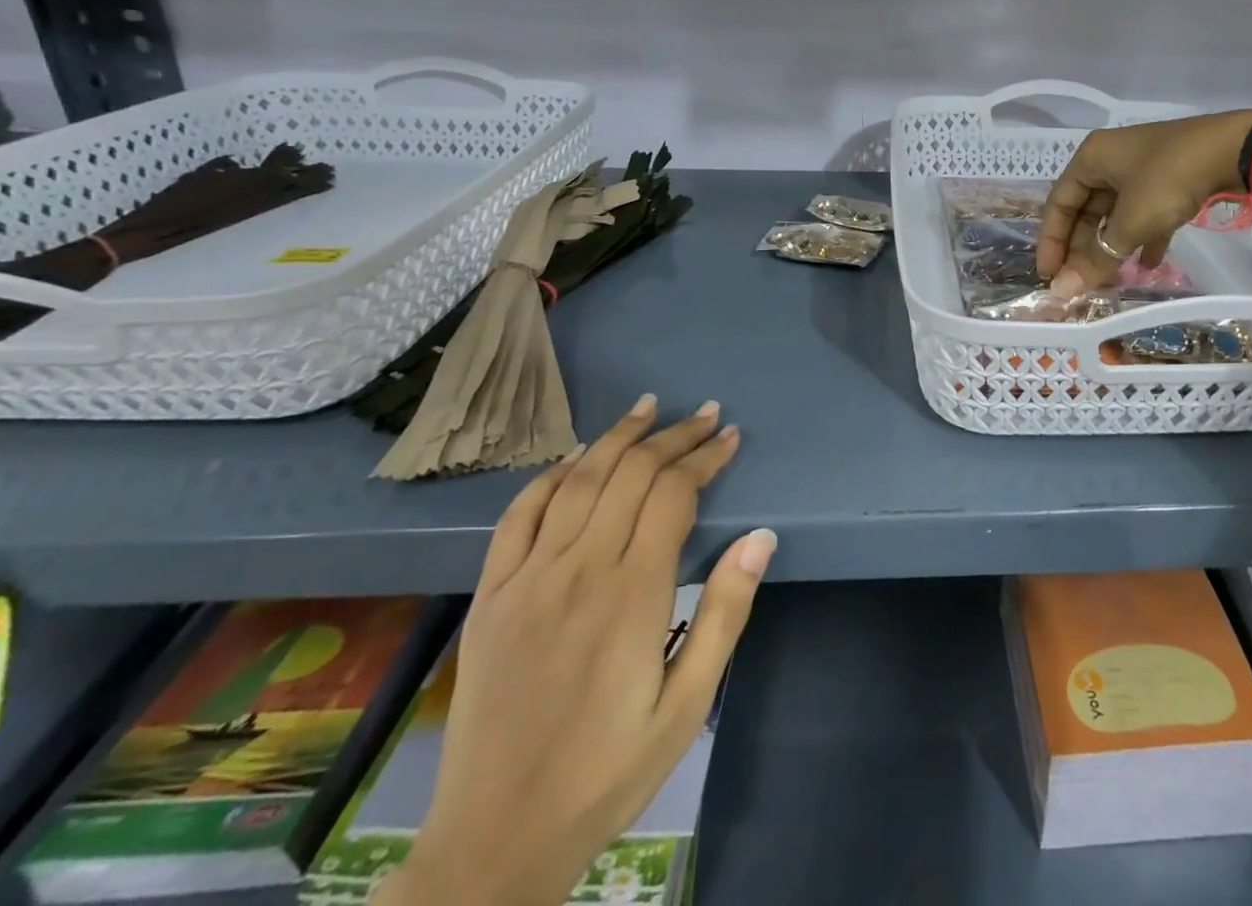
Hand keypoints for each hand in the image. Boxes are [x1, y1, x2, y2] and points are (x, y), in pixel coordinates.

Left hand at [377, 396, 774, 905]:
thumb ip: (724, 613)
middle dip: (674, 437)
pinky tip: (575, 458)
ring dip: (618, 438)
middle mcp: (579, 569)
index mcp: (633, 594)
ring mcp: (528, 578)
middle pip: (632, 474)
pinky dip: (550, 476)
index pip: (674, 494)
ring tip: (649, 409)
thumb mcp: (687, 706)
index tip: (730, 437)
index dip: (705, 457)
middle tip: (705, 415)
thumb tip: (760, 536)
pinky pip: (519, 515)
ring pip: (579, 480)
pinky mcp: (491, 594)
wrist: (494, 841)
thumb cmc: (607, 773)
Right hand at [1038, 110, 1251, 293]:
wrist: (1237, 149)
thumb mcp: (1131, 222)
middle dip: (1083, 248)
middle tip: (1081, 283)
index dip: (1051, 241)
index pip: (1058, 203)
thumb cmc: (1169, 179)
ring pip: (1115, 213)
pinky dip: (1142, 237)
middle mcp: (1111, 160)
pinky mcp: (1170, 178)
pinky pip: (1145, 212)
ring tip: (1110, 280)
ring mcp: (1142, 168)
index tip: (1050, 275)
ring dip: (1111, 246)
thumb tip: (1061, 291)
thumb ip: (1097, 257)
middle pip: (1085, 210)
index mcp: (1091, 158)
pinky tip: (1150, 265)